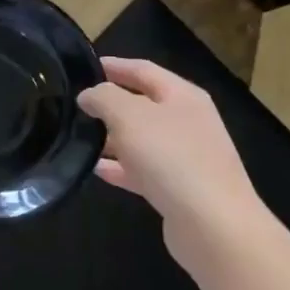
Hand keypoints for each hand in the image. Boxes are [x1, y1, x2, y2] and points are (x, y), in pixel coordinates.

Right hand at [76, 57, 271, 267]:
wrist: (213, 224)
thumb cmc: (171, 157)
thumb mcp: (129, 115)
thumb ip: (103, 97)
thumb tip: (88, 95)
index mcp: (182, 96)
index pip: (143, 70)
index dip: (114, 65)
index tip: (84, 67)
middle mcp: (188, 122)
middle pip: (143, 104)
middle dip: (110, 103)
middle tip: (76, 104)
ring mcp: (186, 157)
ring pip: (141, 139)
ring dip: (112, 137)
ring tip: (79, 137)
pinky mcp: (179, 188)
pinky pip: (142, 170)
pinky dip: (120, 168)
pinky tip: (96, 170)